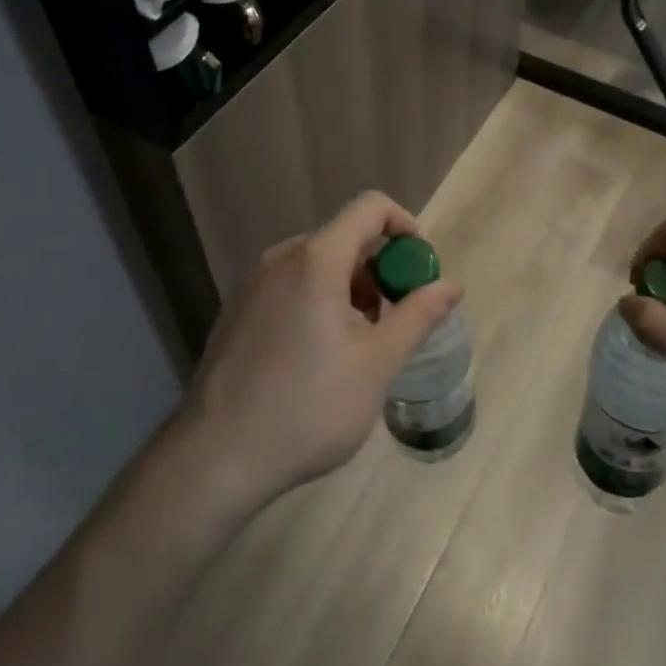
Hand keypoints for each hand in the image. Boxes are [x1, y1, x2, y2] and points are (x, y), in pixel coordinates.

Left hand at [178, 192, 462, 506]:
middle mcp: (282, 257)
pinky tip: (320, 355)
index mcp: (316, 258)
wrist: (215, 458)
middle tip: (394, 319)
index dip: (404, 225)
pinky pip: (293, 284)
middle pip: (345, 237)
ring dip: (351, 288)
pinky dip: (320, 300)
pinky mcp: (239, 308)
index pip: (370, 207)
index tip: (418, 269)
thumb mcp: (377, 364)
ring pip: (319, 263)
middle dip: (379, 269)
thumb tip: (451, 285)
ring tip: (360, 345)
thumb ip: (418, 316)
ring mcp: (255, 282)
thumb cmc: (307, 407)